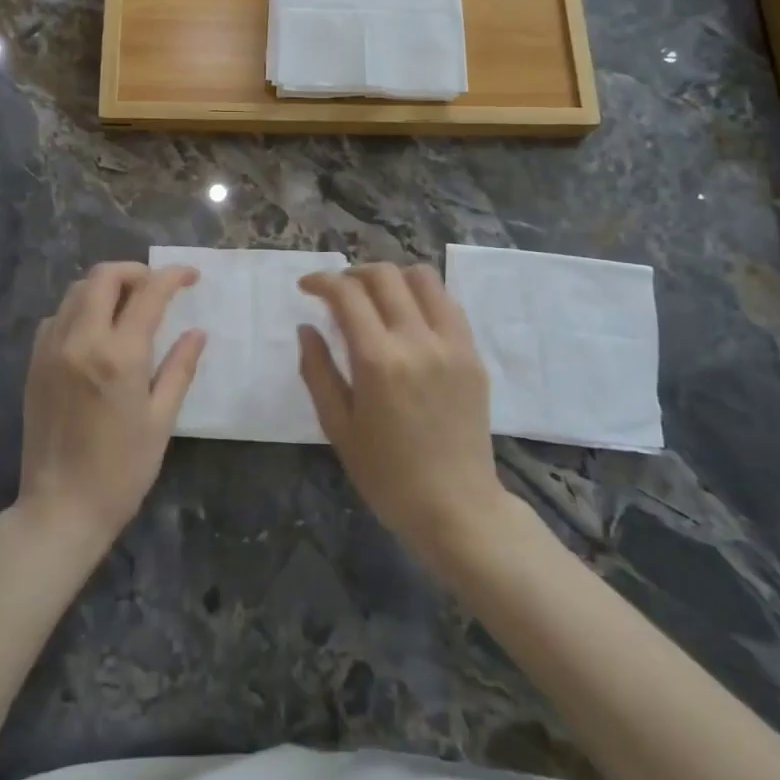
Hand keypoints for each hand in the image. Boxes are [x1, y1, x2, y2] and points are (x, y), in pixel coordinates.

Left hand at [16, 262, 204, 557]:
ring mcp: (51, 349)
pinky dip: (80, 309)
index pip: (148, 293)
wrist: (60, 508)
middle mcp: (80, 340)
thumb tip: (197, 333)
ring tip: (128, 305)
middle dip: (135, 271)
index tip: (190, 276)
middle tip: (156, 287)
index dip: (172, 276)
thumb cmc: (121, 470)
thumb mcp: (160, 420)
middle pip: (103, 277)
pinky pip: (57, 316)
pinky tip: (96, 331)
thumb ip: (179, 368)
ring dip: (105, 287)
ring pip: (76, 291)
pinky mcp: (34, 363)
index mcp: (118, 355)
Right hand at [297, 264, 508, 561]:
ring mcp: (452, 345)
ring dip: (391, 277)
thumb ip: (317, 371)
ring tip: (375, 295)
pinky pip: (448, 304)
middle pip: (384, 276)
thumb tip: (306, 328)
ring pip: (422, 278)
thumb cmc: (386, 474)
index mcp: (378, 361)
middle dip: (353, 273)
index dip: (322, 281)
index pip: (347, 295)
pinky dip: (422, 296)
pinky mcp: (473, 354)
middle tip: (337, 290)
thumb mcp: (338, 427)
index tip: (307, 287)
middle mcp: (417, 341)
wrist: (456, 507)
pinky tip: (408, 315)